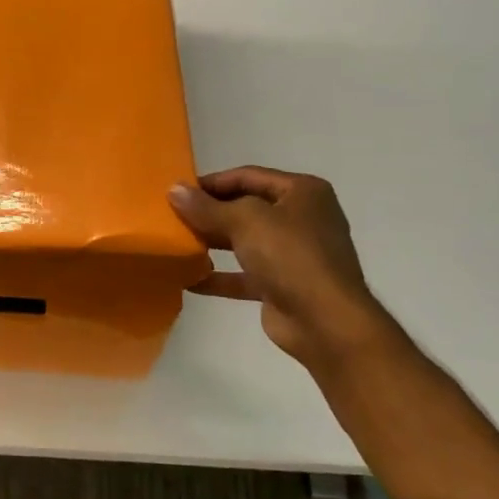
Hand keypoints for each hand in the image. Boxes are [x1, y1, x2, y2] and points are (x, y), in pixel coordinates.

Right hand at [168, 167, 384, 371]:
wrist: (325, 322)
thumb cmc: (290, 256)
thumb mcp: (245, 221)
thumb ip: (206, 207)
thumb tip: (173, 190)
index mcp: (302, 192)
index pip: (249, 176)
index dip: (212, 182)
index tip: (178, 192)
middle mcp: (302, 218)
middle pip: (246, 208)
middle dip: (210, 213)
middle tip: (173, 217)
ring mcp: (294, 254)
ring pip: (245, 241)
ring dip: (212, 243)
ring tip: (177, 244)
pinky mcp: (283, 286)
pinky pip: (245, 275)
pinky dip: (220, 276)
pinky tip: (188, 280)